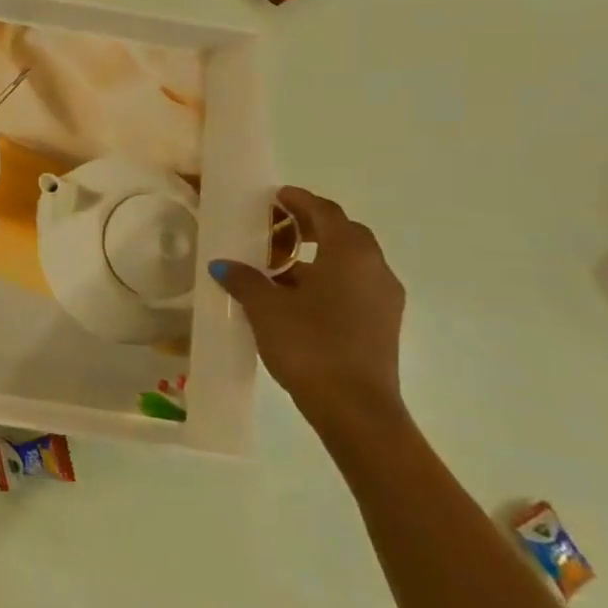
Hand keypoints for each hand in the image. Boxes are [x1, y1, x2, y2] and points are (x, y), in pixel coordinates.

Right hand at [209, 187, 405, 432]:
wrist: (356, 410)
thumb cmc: (310, 345)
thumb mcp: (266, 308)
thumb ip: (244, 280)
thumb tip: (224, 265)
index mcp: (350, 254)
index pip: (325, 212)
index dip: (298, 200)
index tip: (274, 197)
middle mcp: (375, 269)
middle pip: (343, 233)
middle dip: (310, 225)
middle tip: (275, 227)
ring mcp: (383, 299)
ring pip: (349, 262)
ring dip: (317, 255)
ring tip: (277, 266)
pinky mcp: (382, 324)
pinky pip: (353, 285)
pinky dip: (326, 279)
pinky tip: (295, 297)